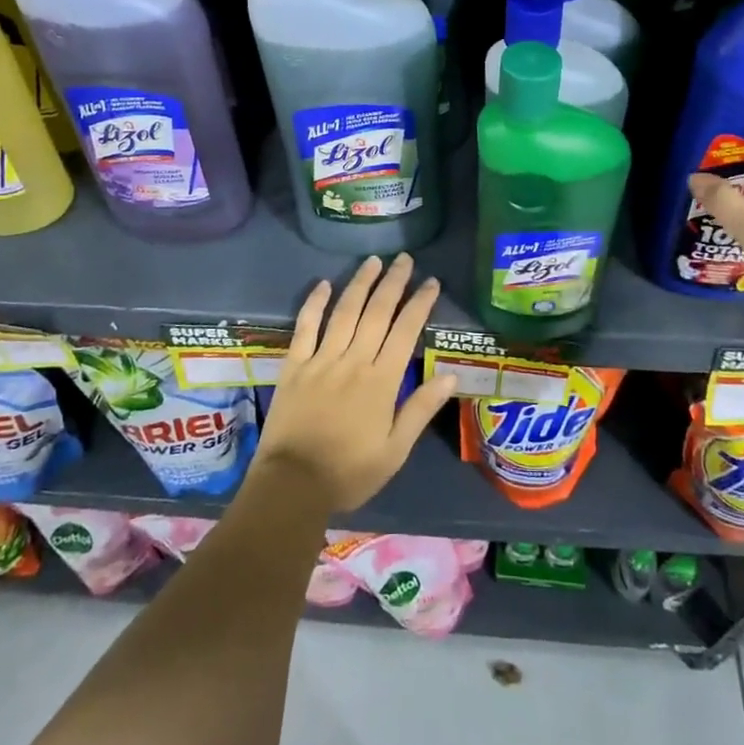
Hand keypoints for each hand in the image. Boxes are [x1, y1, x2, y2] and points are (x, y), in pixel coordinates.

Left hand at [253, 254, 459, 513]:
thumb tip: (451, 375)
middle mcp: (353, 361)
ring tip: (373, 261)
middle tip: (404, 258)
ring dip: (360, 284)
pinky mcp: (294, 366)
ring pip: (344, 312)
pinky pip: (305, 327)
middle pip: (376, 313)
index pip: (405, 331)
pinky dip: (314, 304)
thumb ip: (421, 409)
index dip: (420, 303)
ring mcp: (321, 360)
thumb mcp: (395, 450)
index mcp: (381, 381)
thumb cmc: (349, 472)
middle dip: (393, 283)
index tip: (431, 282)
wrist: (291, 486)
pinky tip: (323, 284)